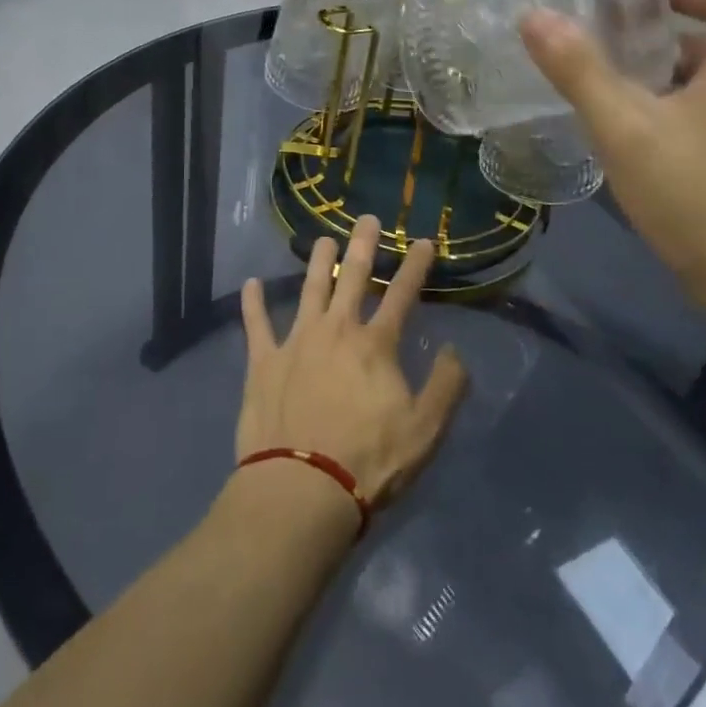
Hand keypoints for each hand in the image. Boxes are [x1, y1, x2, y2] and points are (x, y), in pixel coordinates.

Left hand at [236, 214, 468, 510]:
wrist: (303, 488)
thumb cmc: (369, 461)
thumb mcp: (425, 430)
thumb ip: (445, 387)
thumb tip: (455, 351)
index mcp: (375, 345)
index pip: (402, 294)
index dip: (416, 266)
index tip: (424, 241)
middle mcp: (336, 330)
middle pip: (352, 277)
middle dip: (363, 245)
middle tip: (367, 218)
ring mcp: (296, 342)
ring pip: (309, 289)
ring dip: (317, 262)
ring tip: (322, 239)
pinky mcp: (263, 362)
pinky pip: (256, 324)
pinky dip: (253, 303)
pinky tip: (250, 284)